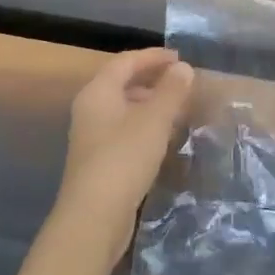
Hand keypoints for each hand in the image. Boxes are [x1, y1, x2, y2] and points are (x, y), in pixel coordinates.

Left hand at [52, 48, 195, 272]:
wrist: (94, 217)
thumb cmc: (124, 158)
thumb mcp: (154, 120)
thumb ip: (171, 91)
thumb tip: (183, 68)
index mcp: (98, 92)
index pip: (125, 61)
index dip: (153, 57)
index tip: (180, 58)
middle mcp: (90, 109)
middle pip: (123, 83)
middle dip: (153, 79)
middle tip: (183, 82)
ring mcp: (93, 136)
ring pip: (125, 108)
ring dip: (151, 103)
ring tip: (179, 108)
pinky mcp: (100, 160)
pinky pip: (125, 130)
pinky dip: (146, 125)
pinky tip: (165, 137)